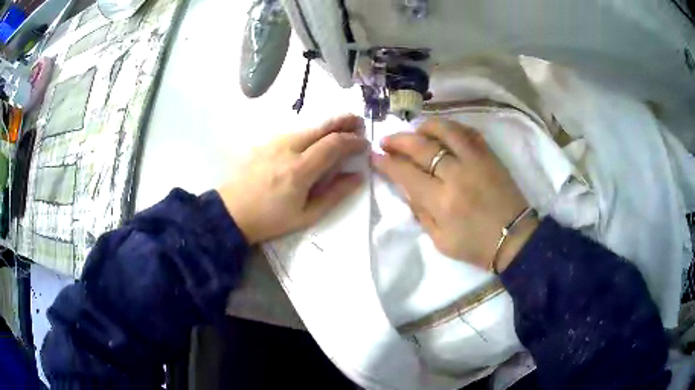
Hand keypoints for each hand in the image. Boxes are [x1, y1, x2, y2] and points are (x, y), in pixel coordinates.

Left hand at [219, 114, 367, 243]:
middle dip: (344, 121)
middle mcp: (288, 149)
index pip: (333, 144)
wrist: (232, 212)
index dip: (353, 141)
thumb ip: (335, 194)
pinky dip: (312, 129)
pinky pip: (294, 131)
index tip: (365, 143)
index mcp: (299, 170)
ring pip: (307, 125)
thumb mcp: (307, 215)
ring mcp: (274, 142)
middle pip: (321, 126)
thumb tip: (358, 176)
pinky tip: (316, 136)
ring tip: (343, 126)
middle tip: (359, 122)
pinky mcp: (265, 143)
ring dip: (328, 123)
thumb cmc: (270, 219)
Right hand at [372, 119, 537, 271]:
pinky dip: (452, 127)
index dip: (387, 163)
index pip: (406, 174)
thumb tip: (406, 188)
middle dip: (398, 141)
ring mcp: (476, 161)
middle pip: (421, 147)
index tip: (375, 157)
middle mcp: (456, 175)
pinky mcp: (490, 155)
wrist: (514, 238)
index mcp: (442, 202)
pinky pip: (469, 132)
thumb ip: (421, 213)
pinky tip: (443, 130)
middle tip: (386, 141)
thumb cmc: (476, 246)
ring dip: (424, 126)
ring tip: (414, 130)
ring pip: (445, 130)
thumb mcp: (440, 241)